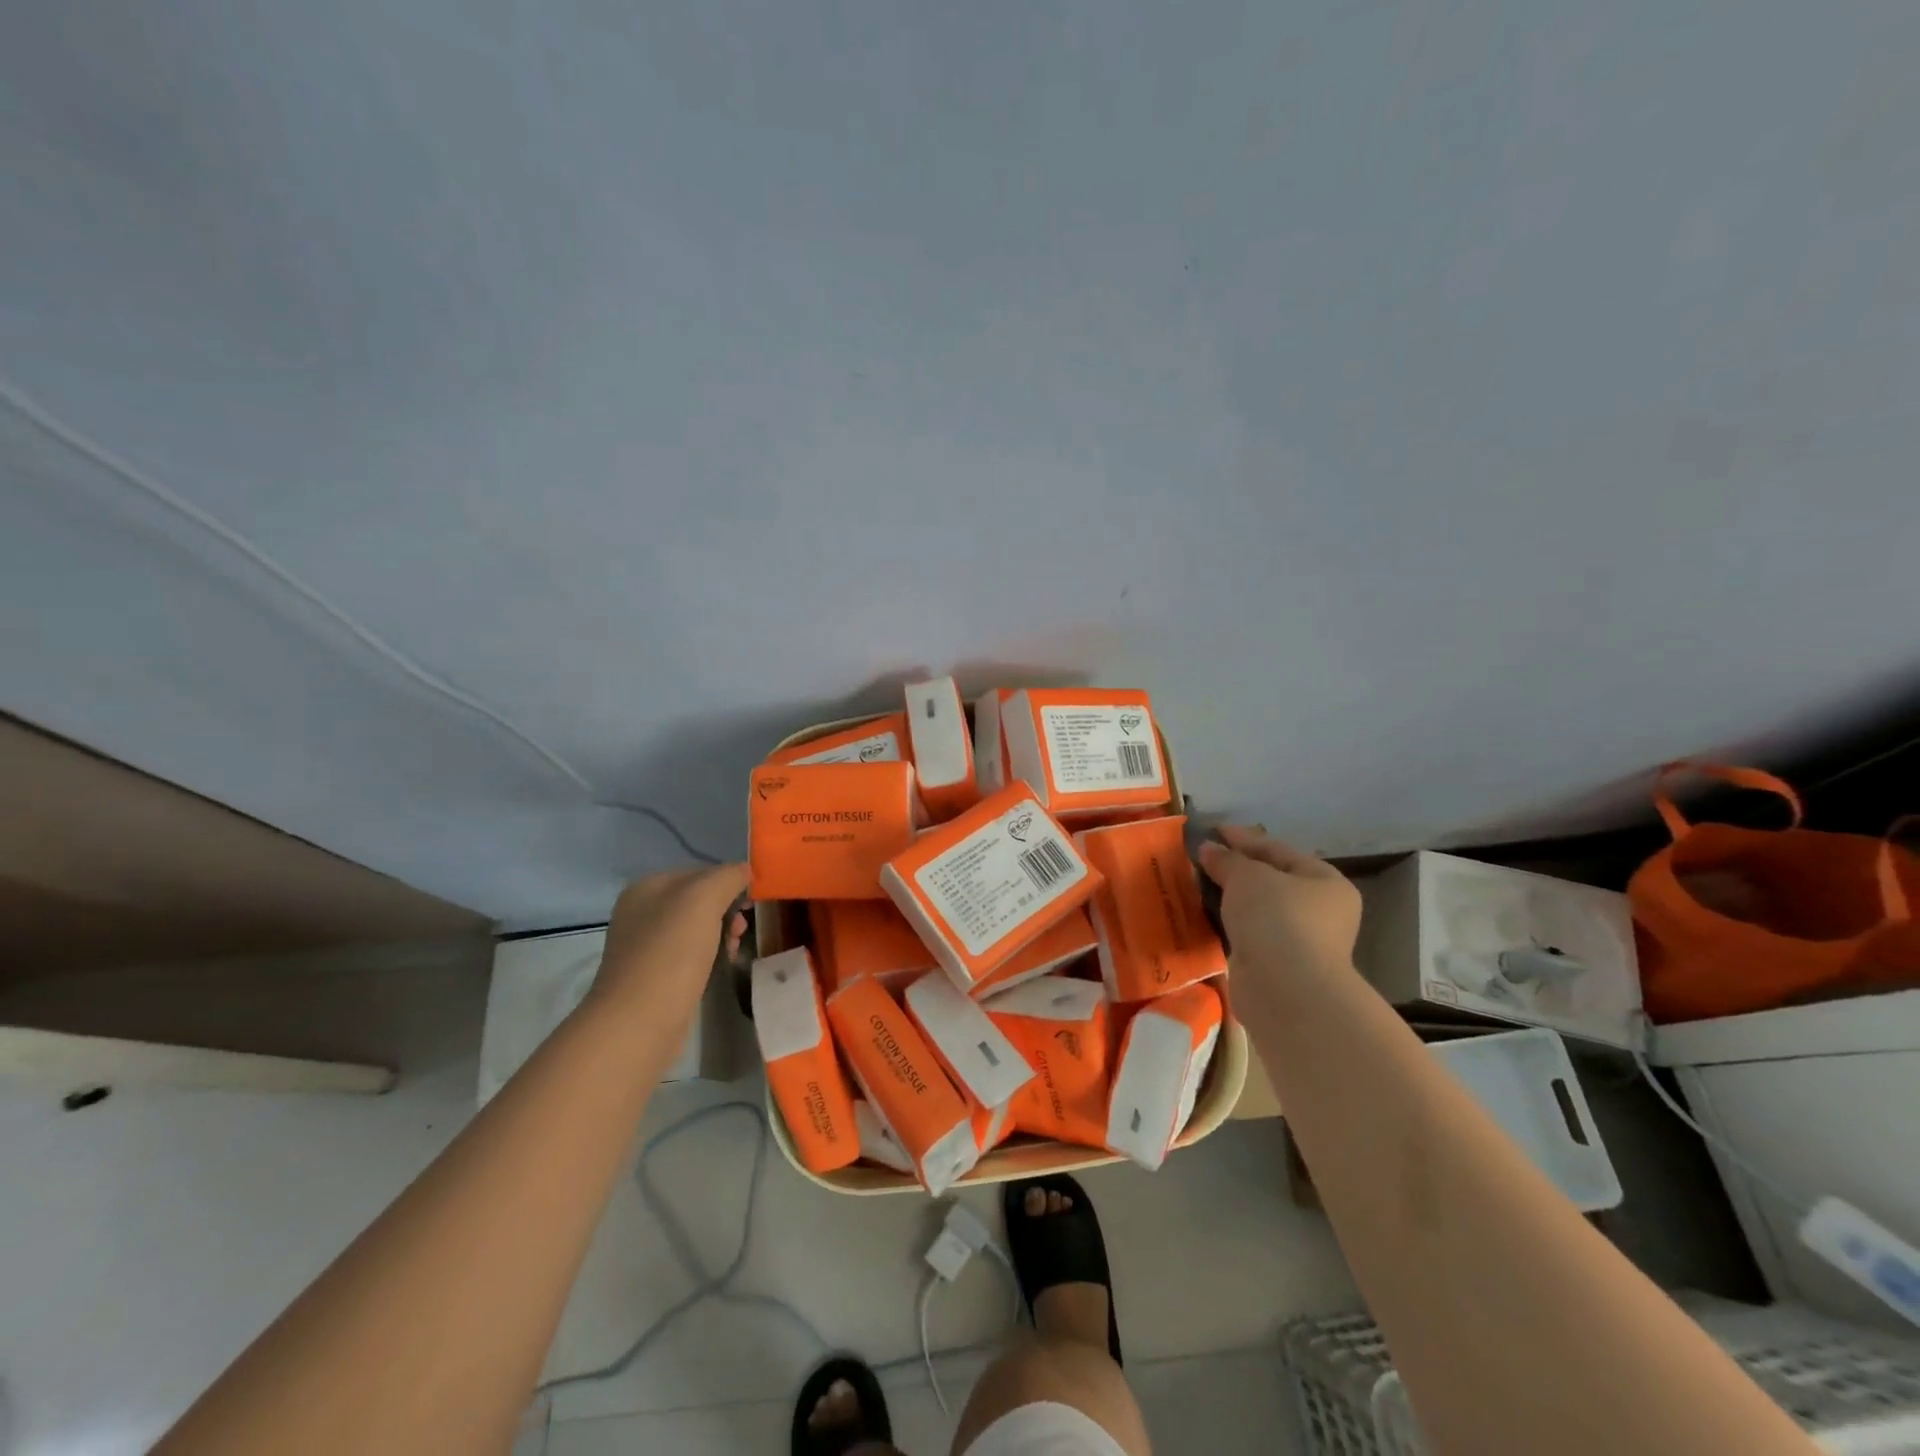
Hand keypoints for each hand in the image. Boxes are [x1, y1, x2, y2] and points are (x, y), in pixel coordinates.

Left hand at [587, 864, 751, 1022]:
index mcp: (647, 887)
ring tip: (735, 951)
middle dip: (728, 911)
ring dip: (723, 934)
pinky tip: (720, 967)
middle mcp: (641, 912)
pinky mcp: (653, 977)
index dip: (731, 883)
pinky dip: (710, 957)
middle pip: (700, 901)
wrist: (639, 1022)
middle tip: (743, 929)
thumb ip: (728, 876)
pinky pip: (691, 956)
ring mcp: (645, 947)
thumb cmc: (671, 953)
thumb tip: (745, 871)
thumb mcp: (704, 899)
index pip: (701, 872)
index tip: (751, 903)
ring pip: (698, 929)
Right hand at [1198, 827, 1361, 1018]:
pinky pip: (1246, 933)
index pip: (1278, 850)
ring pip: (1256, 909)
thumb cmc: (1277, 919)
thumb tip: (1208, 849)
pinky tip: (1202, 914)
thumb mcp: (1248, 877)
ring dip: (1228, 898)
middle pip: (1269, 880)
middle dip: (1234, 869)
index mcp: (1324, 881)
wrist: (1285, 989)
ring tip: (1193, 883)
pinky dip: (1226, 923)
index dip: (1243, 838)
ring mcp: (1298, 941)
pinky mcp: (1275, 964)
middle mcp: (1319, 910)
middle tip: (1199, 858)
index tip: (1211, 831)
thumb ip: (1227, 859)